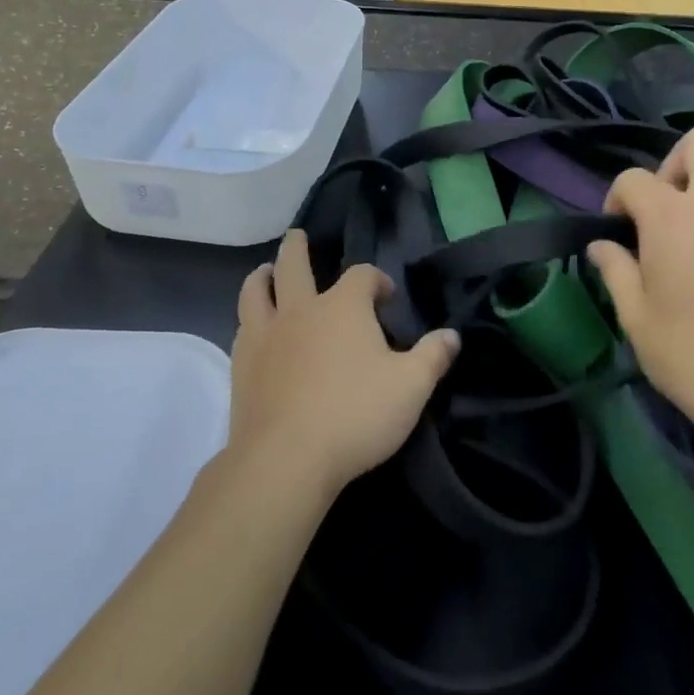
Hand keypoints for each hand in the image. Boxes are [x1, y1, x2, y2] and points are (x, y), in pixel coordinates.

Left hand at [229, 229, 459, 502]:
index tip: (386, 295)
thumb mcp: (411, 387)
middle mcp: (301, 310)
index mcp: (343, 307)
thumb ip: (433, 357)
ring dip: (262, 276)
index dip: (376, 279)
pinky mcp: (242, 365)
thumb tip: (452, 335)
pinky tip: (253, 328)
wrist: (286, 458)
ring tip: (264, 272)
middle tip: (297, 236)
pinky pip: (241, 327)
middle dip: (297, 248)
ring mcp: (266, 335)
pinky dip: (249, 318)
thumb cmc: (355, 415)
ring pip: (256, 290)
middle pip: (293, 264)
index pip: (362, 275)